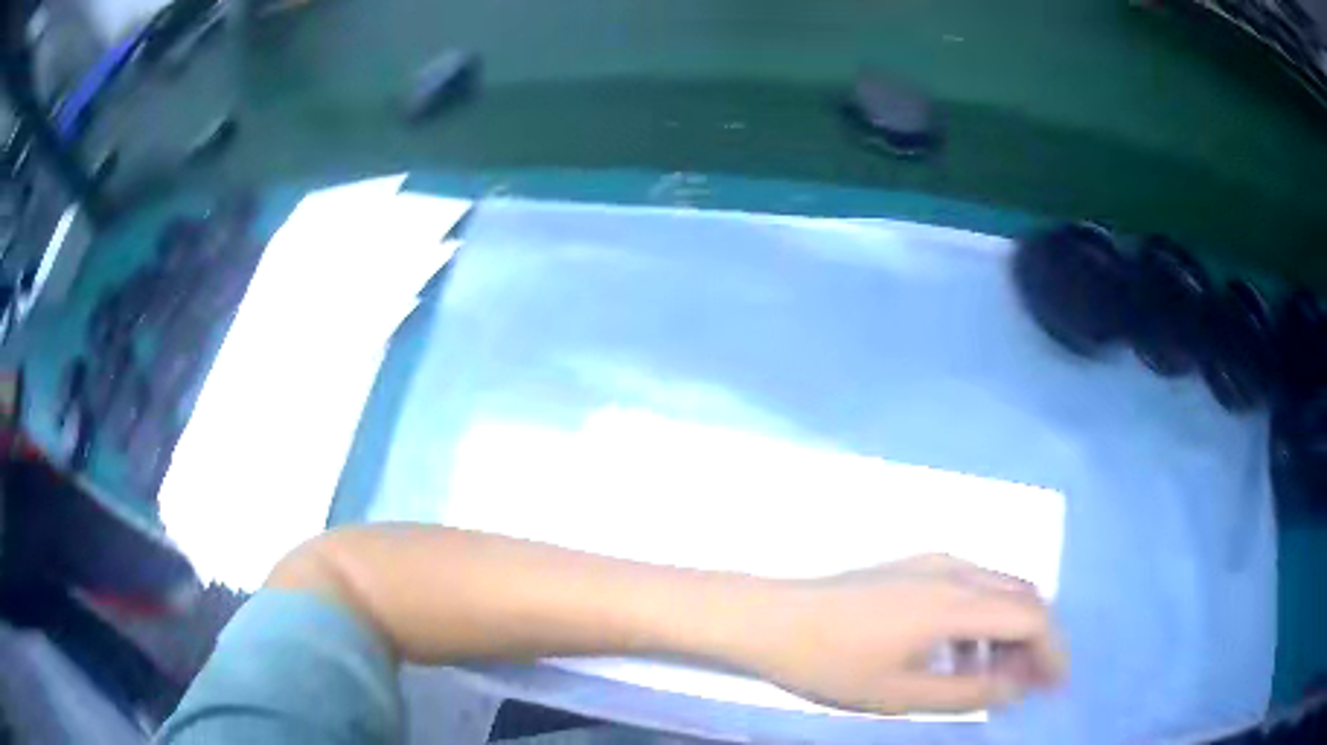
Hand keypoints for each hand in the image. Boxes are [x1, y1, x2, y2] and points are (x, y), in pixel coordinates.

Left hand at [744, 555, 1066, 714]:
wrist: (769, 619)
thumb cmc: (831, 663)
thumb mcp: (902, 694)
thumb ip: (967, 693)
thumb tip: (1016, 686)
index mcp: (956, 601)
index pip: (1031, 617)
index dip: (1052, 650)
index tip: (1055, 685)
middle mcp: (954, 569)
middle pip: (1021, 596)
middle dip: (1035, 639)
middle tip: (1030, 684)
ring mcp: (931, 563)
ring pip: (996, 591)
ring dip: (1008, 630)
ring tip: (997, 677)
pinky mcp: (912, 567)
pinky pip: (968, 589)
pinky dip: (981, 621)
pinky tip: (961, 657)